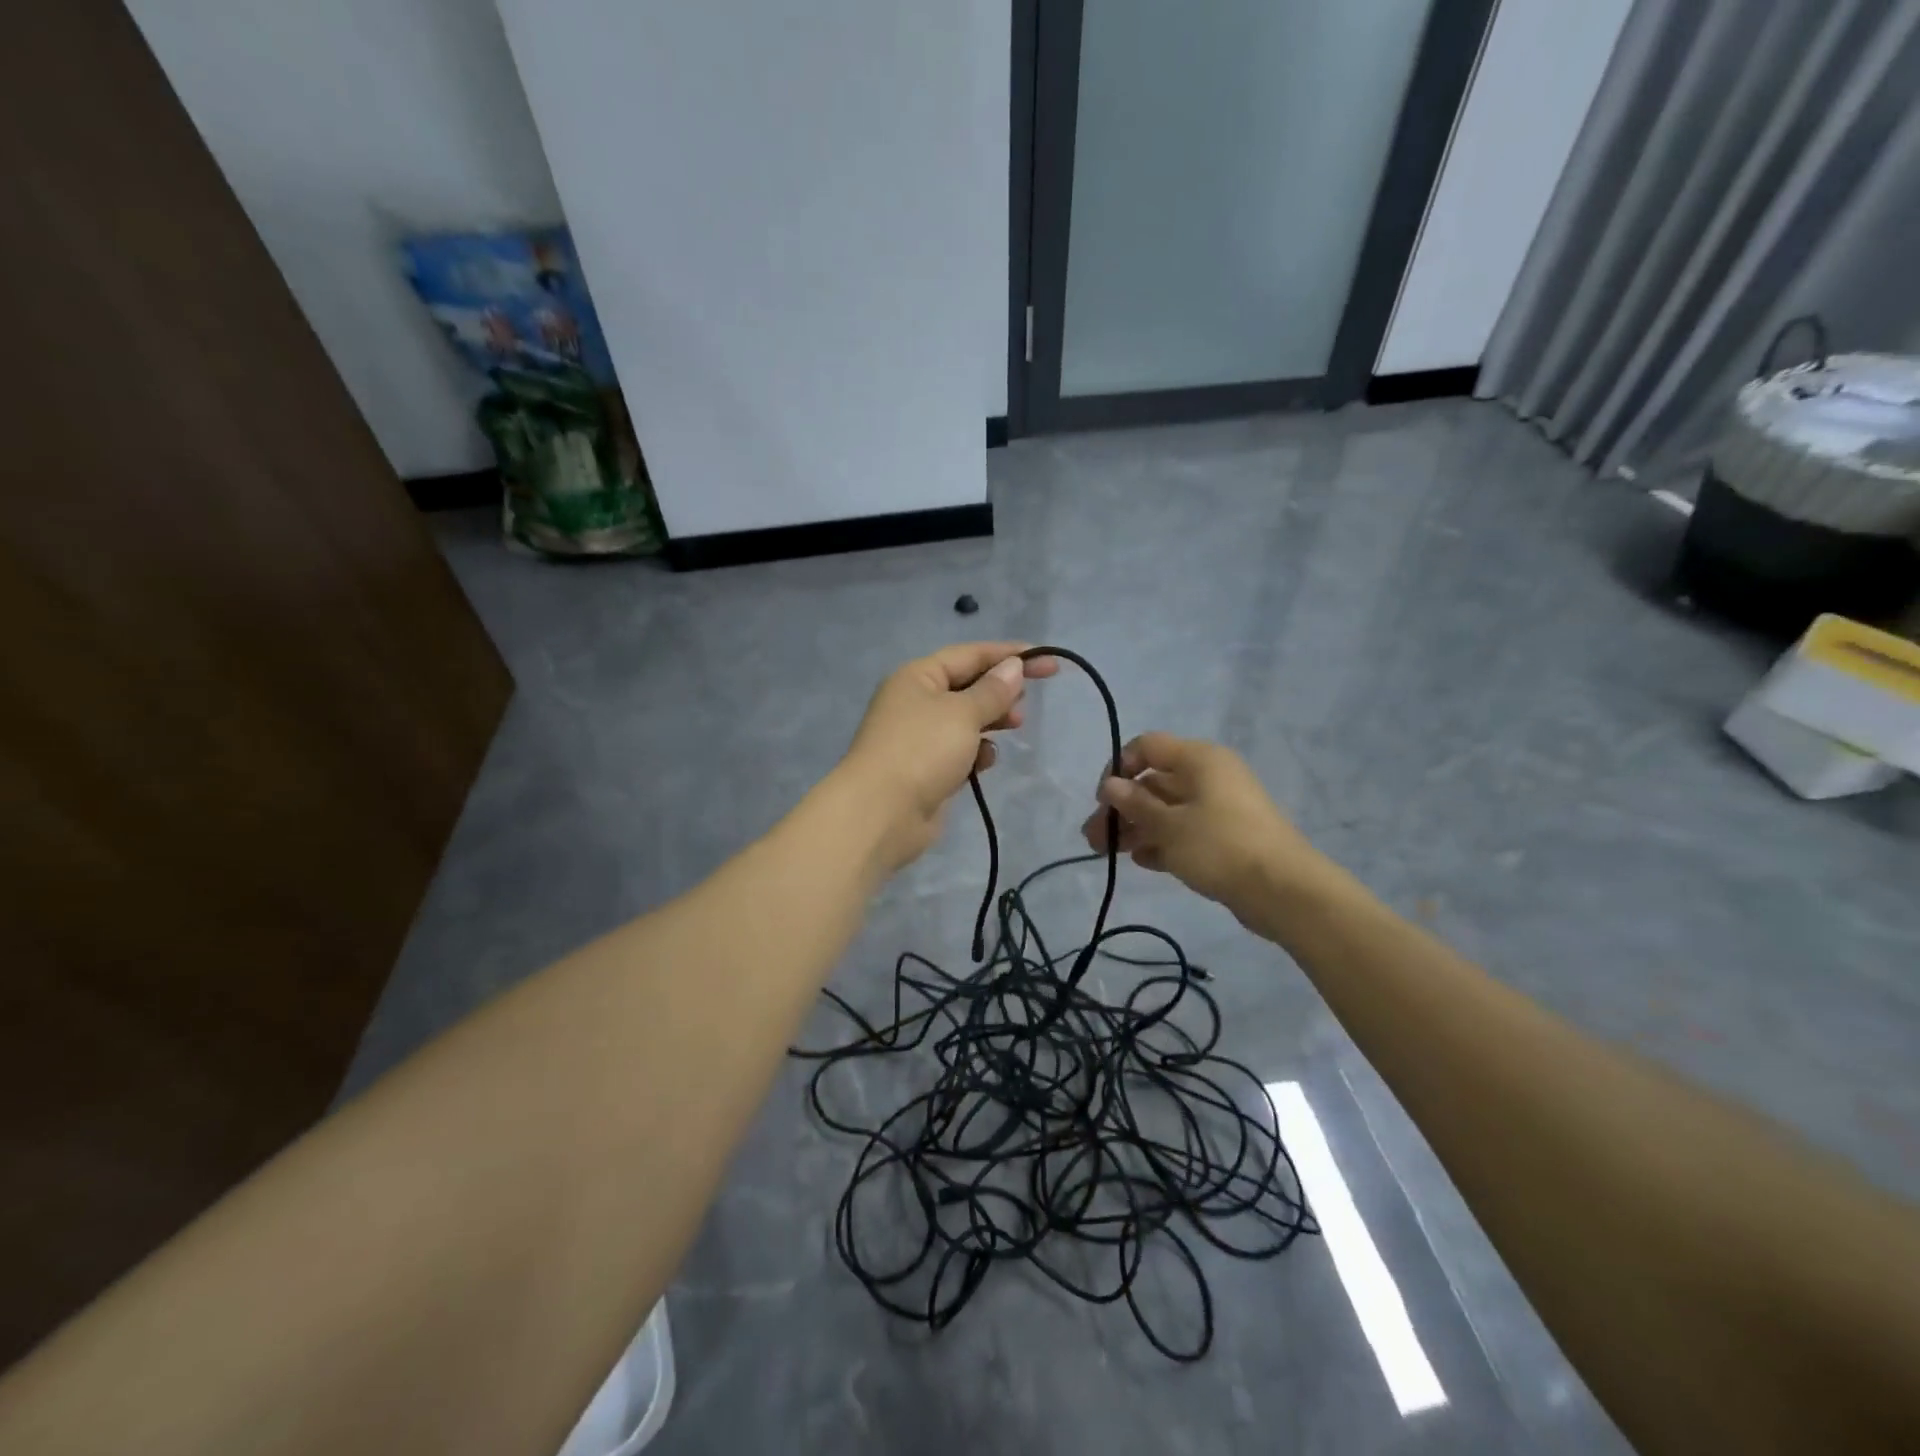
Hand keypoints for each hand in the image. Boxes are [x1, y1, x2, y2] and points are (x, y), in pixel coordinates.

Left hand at [841, 642, 1057, 871]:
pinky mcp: (926, 768)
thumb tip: (1013, 667)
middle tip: (1026, 703)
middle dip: (1000, 691)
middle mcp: (916, 701)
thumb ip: (992, 691)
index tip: (1048, 661)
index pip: (970, 654)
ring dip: (991, 721)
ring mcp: (920, 737)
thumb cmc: (922, 750)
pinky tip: (985, 762)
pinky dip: (976, 752)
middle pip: (968, 685)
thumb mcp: (963, 713)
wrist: (881, 813)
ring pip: (966, 720)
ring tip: (1015, 726)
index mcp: (918, 676)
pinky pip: (959, 750)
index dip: (1010, 654)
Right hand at [1081, 733, 1329, 923]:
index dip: (1119, 768)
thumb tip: (1110, 785)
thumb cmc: (1220, 846)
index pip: (1148, 747)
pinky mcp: (1224, 837)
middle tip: (1093, 838)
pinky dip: (1161, 843)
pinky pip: (1184, 832)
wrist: (1283, 891)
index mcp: (1199, 760)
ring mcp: (1218, 808)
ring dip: (1135, 828)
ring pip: (1166, 810)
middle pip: (1153, 783)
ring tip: (1107, 853)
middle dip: (1121, 809)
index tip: (1103, 799)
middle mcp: (1209, 776)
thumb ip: (1135, 804)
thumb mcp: (1169, 825)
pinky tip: (1141, 862)